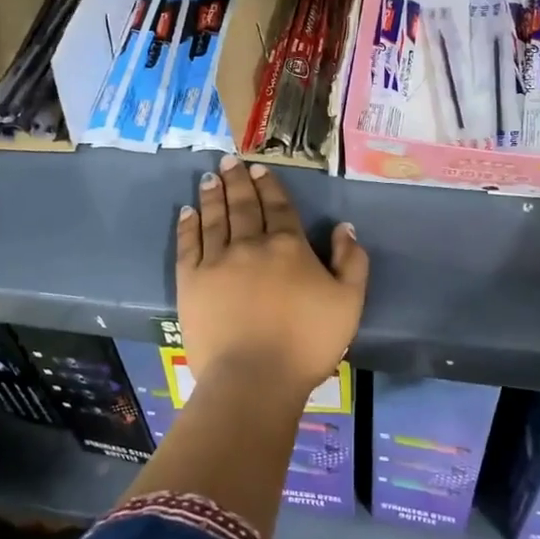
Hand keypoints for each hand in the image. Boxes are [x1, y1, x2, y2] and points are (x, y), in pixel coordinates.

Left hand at [175, 155, 369, 400]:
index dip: (269, 186)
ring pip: (214, 218)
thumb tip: (344, 227)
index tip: (259, 169)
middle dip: (237, 181)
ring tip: (210, 177)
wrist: (255, 378)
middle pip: (243, 205)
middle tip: (229, 160)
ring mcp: (216, 261)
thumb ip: (351, 261)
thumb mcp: (349, 302)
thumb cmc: (307, 342)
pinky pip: (188, 244)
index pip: (278, 207)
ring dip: (213, 194)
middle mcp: (250, 244)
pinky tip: (188, 211)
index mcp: (288, 246)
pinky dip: (188, 225)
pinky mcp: (190, 282)